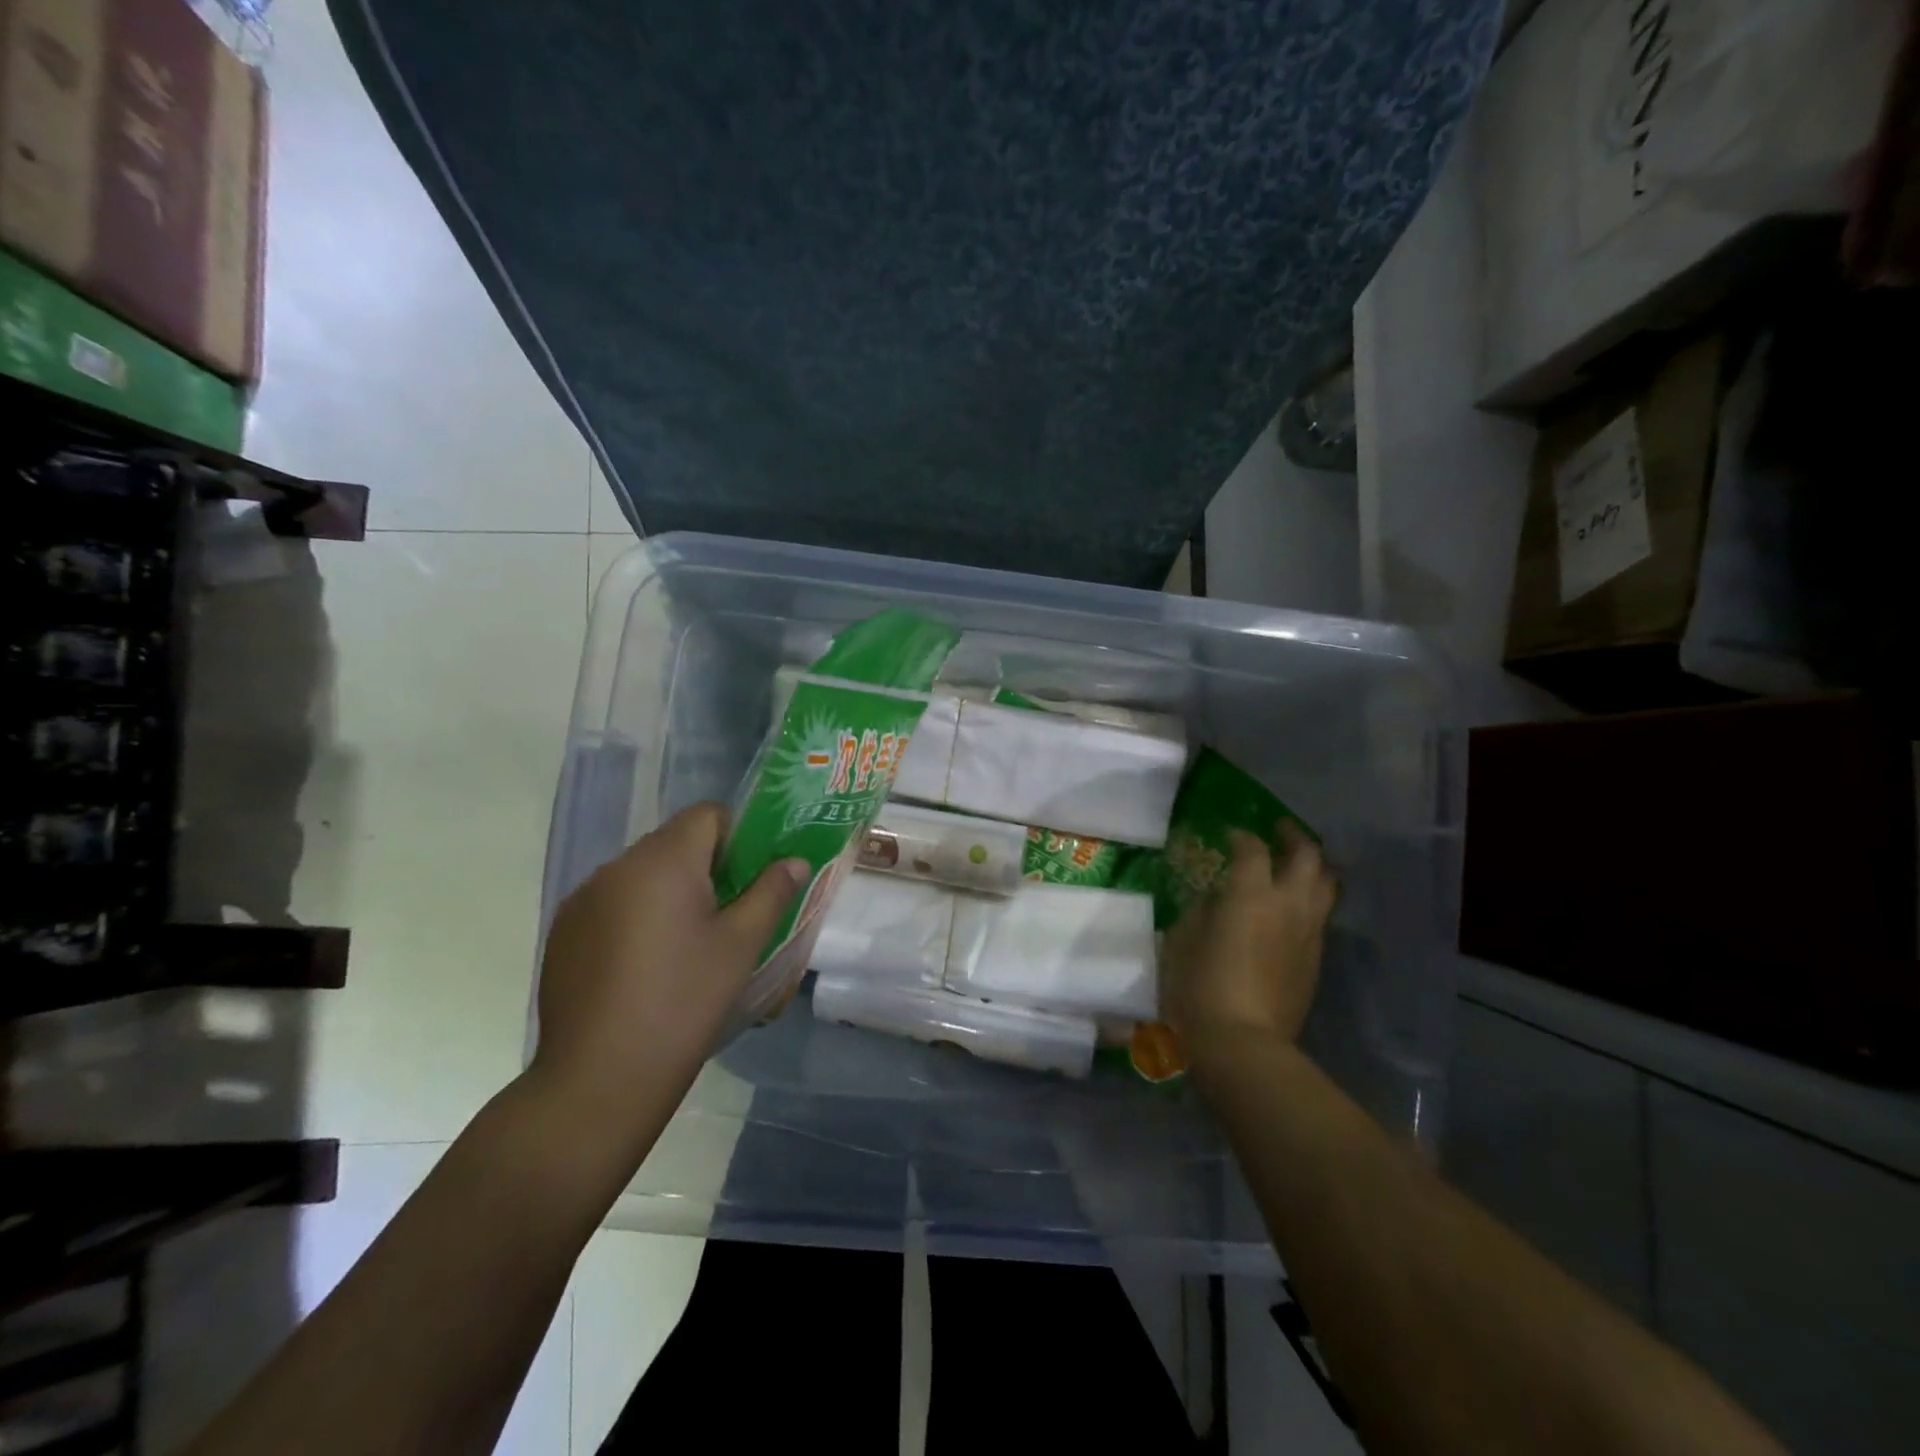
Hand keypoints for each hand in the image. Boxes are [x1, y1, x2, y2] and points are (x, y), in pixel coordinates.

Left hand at [527, 803, 805, 1144]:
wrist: (599, 1079)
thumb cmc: (683, 1003)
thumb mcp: (740, 946)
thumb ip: (771, 892)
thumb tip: (793, 860)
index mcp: (662, 862)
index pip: (707, 815)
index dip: (737, 835)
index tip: (750, 877)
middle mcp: (616, 867)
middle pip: (673, 842)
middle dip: (705, 865)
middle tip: (727, 913)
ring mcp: (582, 899)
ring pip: (641, 873)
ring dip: (668, 890)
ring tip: (685, 944)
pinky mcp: (563, 932)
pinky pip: (612, 902)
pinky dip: (635, 914)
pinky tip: (645, 965)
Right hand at [1164, 822, 1336, 1059]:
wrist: (1243, 1044)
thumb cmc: (1200, 987)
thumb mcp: (1183, 939)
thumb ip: (1202, 910)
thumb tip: (1217, 900)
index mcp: (1251, 894)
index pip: (1252, 849)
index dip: (1241, 836)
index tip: (1230, 834)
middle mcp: (1288, 905)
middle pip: (1307, 855)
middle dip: (1293, 836)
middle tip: (1279, 830)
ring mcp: (1308, 933)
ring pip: (1326, 884)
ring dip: (1313, 866)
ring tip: (1296, 863)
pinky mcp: (1316, 960)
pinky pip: (1321, 916)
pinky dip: (1311, 899)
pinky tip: (1293, 907)